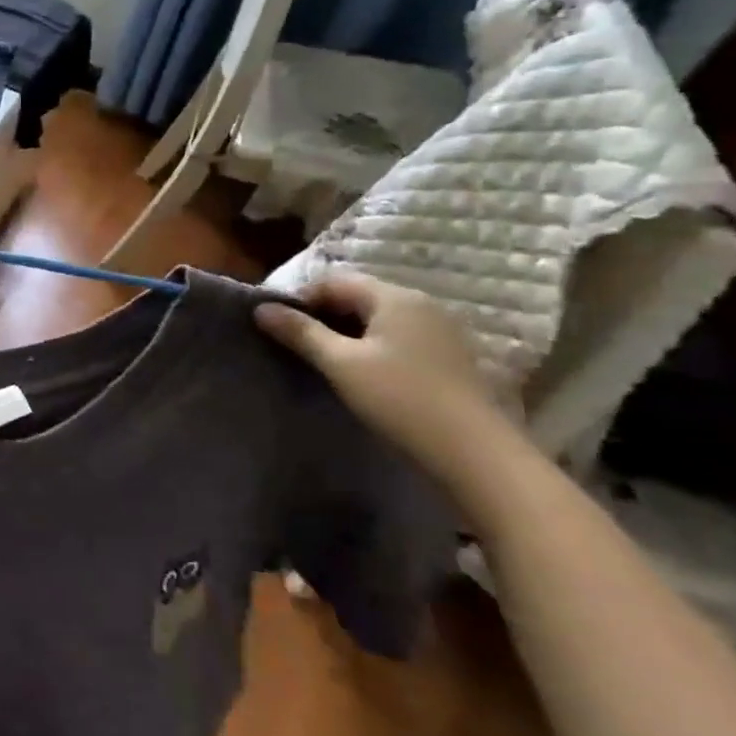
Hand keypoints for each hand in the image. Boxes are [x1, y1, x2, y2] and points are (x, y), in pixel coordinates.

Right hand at [253, 273, 514, 489]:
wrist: (474, 453)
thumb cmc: (400, 398)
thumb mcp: (340, 363)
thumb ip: (300, 332)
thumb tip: (261, 309)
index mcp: (395, 297)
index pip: (334, 281)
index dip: (301, 299)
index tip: (278, 327)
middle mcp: (422, 305)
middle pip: (358, 296)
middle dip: (322, 315)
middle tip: (295, 344)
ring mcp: (440, 332)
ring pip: (378, 319)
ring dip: (346, 333)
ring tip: (323, 361)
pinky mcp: (448, 358)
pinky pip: (398, 338)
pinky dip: (371, 347)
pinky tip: (361, 374)